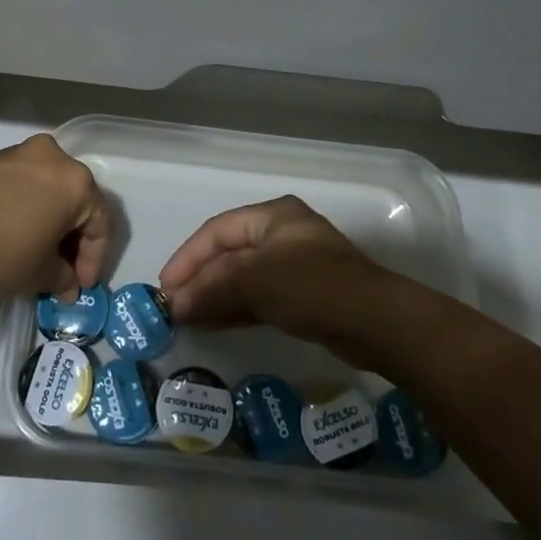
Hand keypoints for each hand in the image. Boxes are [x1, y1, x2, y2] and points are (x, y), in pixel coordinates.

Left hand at [0, 134, 111, 298]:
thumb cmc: (2, 251)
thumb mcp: (40, 274)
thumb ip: (63, 277)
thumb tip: (68, 283)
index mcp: (77, 182)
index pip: (101, 223)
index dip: (94, 260)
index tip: (80, 287)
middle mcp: (54, 157)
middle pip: (76, 201)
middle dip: (72, 239)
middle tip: (62, 271)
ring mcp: (21, 153)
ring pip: (49, 189)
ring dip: (49, 221)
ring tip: (37, 253)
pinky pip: (23, 184)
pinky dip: (27, 208)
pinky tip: (14, 234)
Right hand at [158, 196, 389, 351]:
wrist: (375, 322)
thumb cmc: (311, 286)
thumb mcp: (254, 280)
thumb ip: (211, 288)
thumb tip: (174, 304)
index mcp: (272, 215)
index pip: (217, 231)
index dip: (187, 258)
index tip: (165, 287)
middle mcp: (282, 233)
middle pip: (229, 254)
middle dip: (199, 280)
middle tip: (173, 307)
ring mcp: (294, 265)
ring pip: (243, 278)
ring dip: (214, 297)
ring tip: (186, 319)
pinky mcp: (304, 295)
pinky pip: (259, 297)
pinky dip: (235, 308)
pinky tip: (213, 324)